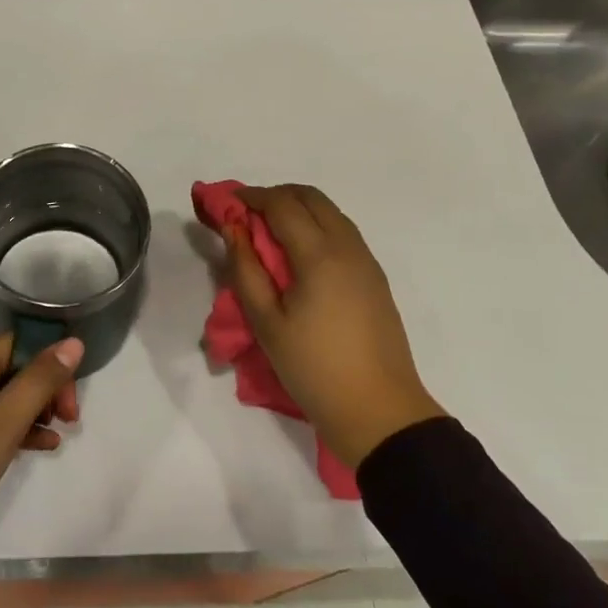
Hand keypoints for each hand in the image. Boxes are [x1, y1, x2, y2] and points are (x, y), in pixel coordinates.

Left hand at [0, 333, 82, 601]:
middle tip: (68, 420)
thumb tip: (73, 341)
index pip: (17, 342)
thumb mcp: (3, 423)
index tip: (70, 401)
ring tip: (56, 436)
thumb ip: (40, 381)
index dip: (50, 364)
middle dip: (44, 389)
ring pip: (0, 394)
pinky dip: (11, 427)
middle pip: (10, 365)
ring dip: (31, 410)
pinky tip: (37, 447)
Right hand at [224, 184, 444, 470]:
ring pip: (331, 213)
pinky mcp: (375, 278)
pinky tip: (300, 254)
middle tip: (248, 214)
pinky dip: (318, 226)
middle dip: (277, 196)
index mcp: (319, 255)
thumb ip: (246, 269)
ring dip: (299, 209)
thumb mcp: (267, 323)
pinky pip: (344, 233)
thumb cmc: (314, 369)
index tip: (228, 203)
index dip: (252, 197)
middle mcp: (348, 247)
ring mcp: (367, 261)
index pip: (282, 205)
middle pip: (311, 198)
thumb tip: (233, 229)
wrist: (379, 411)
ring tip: (270, 233)